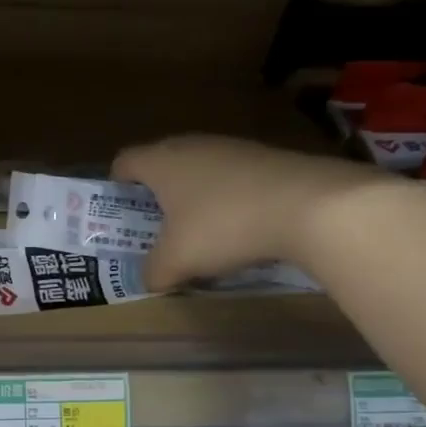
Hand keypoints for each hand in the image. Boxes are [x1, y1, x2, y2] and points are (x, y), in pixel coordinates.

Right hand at [113, 136, 380, 290]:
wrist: (310, 205)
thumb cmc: (223, 227)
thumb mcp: (177, 261)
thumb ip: (153, 272)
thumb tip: (149, 280)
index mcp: (161, 162)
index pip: (124, 162)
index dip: (115, 186)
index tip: (119, 213)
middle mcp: (192, 146)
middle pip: (161, 165)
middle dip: (155, 197)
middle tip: (155, 229)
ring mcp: (233, 148)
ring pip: (198, 172)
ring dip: (192, 200)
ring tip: (198, 235)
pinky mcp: (266, 159)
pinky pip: (231, 179)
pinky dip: (226, 201)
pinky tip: (238, 231)